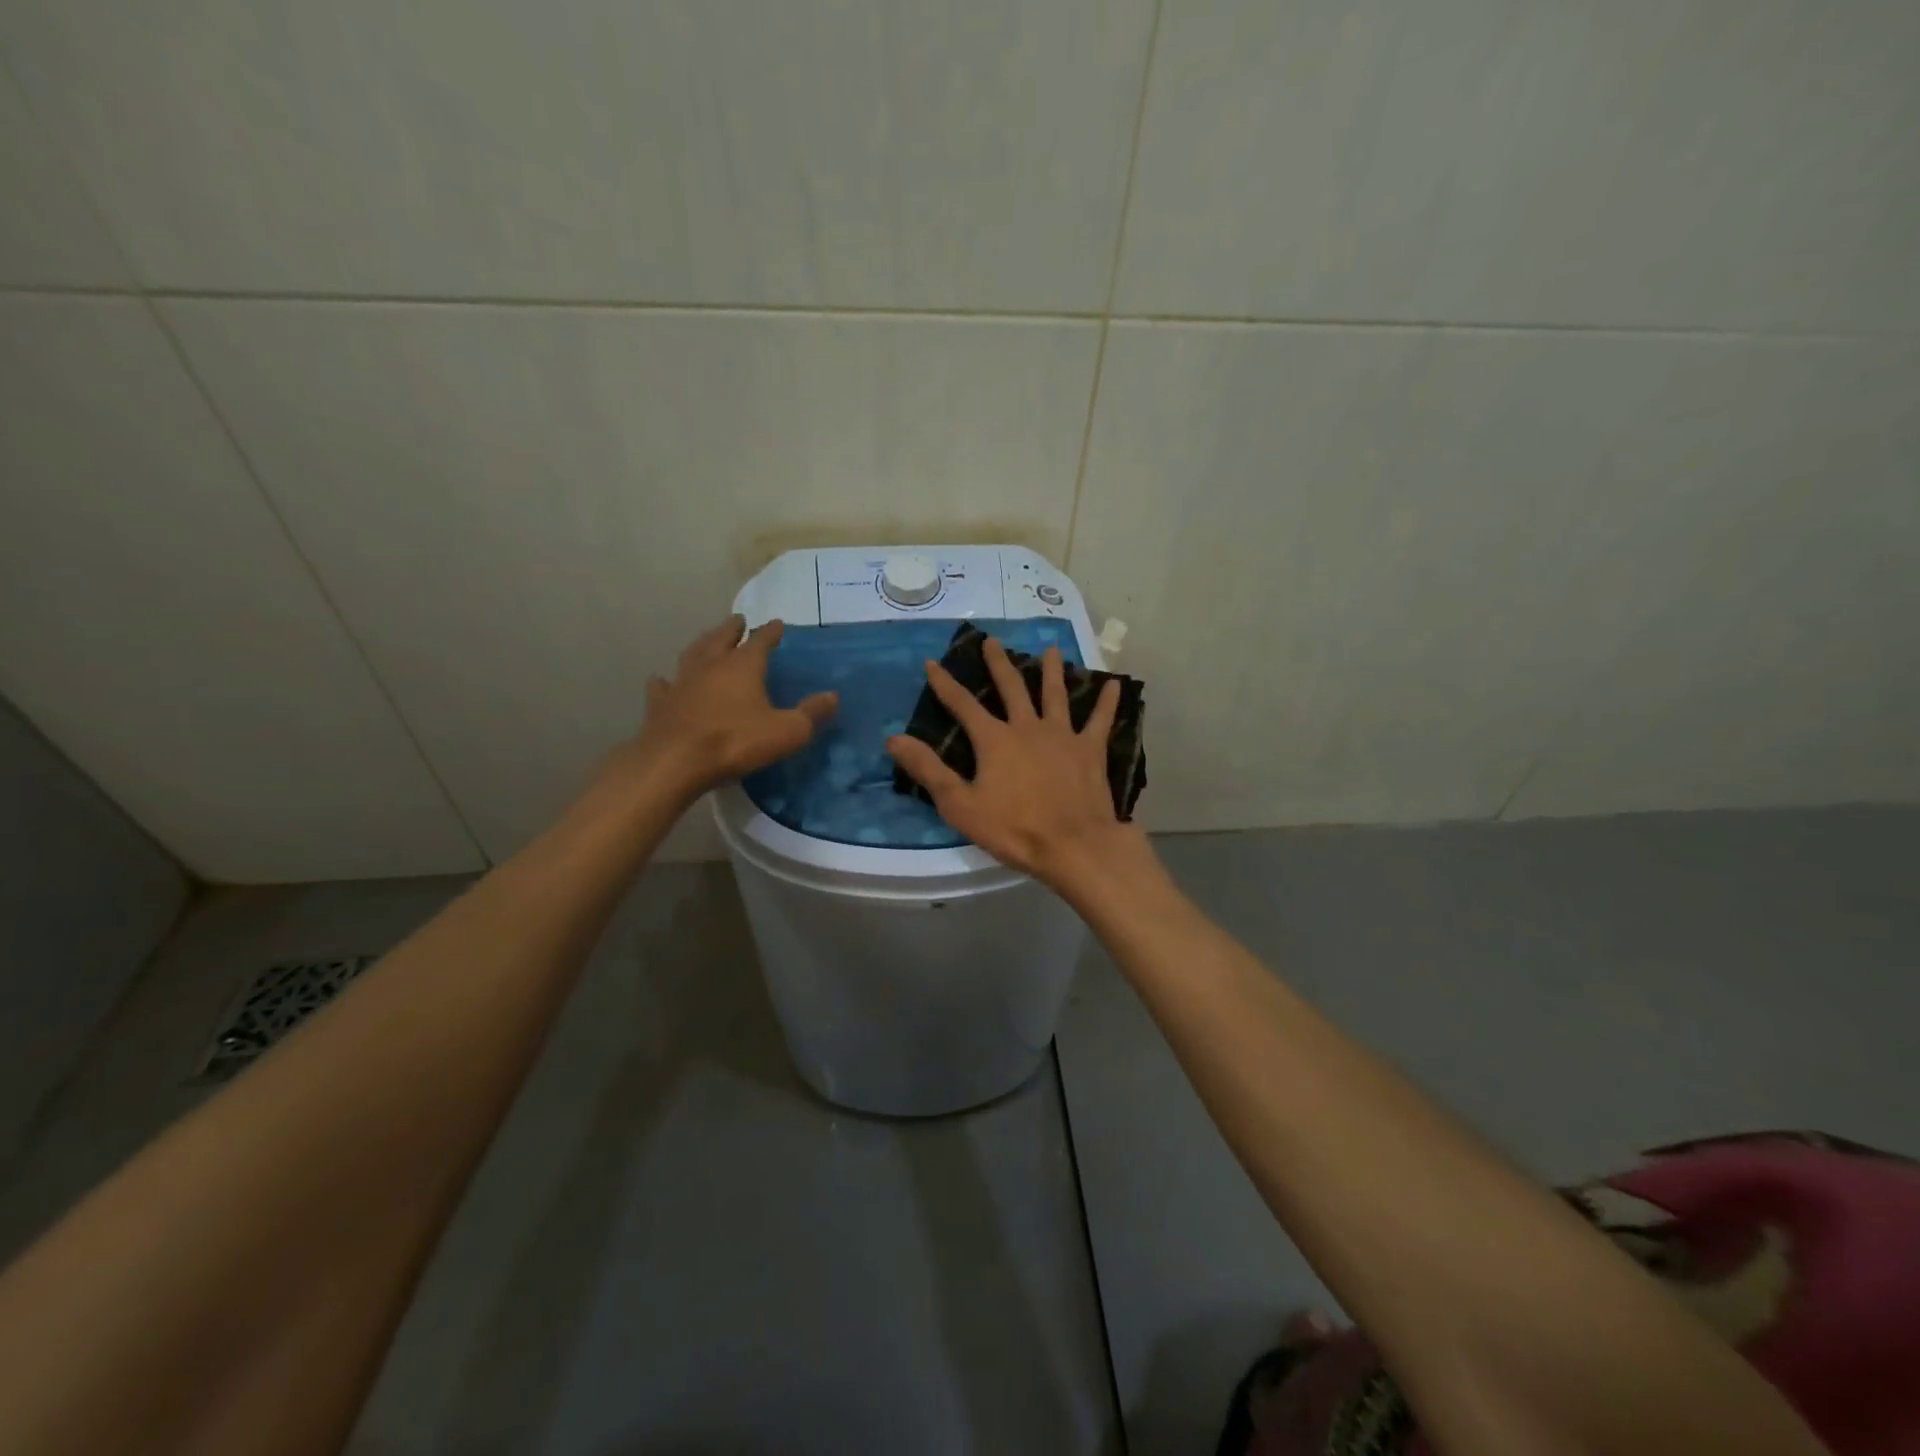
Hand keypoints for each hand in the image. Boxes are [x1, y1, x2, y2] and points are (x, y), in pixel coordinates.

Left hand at [625, 614, 835, 798]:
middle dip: (732, 628)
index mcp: (742, 666)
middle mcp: (710, 665)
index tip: (777, 624)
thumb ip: (811, 713)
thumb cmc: (736, 742)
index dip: (771, 632)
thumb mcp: (787, 731)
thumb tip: (833, 696)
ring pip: (692, 654)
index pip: (760, 640)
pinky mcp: (660, 704)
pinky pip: (663, 686)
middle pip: (722, 638)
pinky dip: (665, 680)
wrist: (675, 762)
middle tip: (738, 621)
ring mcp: (682, 682)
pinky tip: (663, 679)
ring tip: (707, 640)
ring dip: (702, 645)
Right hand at [887, 638, 1145, 887]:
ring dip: (1051, 671)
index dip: (945, 684)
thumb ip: (928, 769)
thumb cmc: (1014, 829)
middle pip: (1012, 688)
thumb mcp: (960, 804)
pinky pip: (1101, 721)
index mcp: (995, 740)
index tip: (933, 663)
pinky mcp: (1090, 751)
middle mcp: (1028, 727)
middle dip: (999, 664)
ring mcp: (1063, 736)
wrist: (1073, 845)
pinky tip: (1115, 684)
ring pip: (1055, 695)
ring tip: (1051, 650)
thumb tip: (894, 739)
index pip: (963, 705)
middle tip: (992, 640)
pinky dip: (1108, 702)